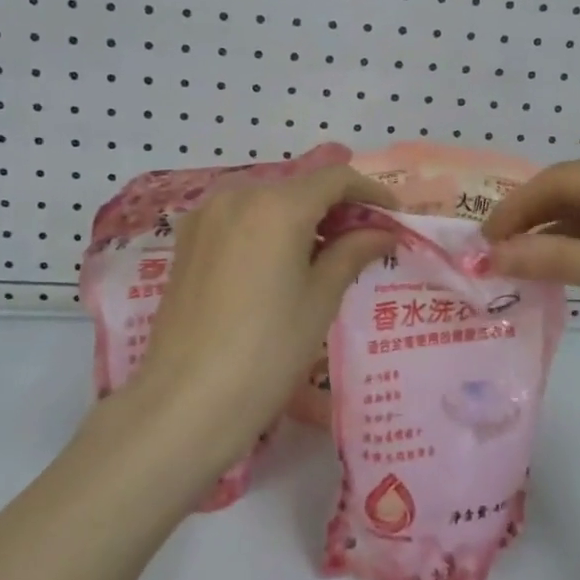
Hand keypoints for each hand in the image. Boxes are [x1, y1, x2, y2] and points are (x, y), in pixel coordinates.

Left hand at [128, 165, 395, 463]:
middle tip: (364, 240)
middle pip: (300, 186)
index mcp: (276, 205)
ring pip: (268, 200)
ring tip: (325, 254)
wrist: (187, 401)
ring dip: (302, 217)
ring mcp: (206, 215)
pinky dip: (268, 227)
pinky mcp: (187, 239)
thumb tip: (382, 231)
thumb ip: (353, 252)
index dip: (371, 192)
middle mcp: (237, 195)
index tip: (393, 217)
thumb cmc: (268, 351)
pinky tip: (281, 261)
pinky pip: (240, 217)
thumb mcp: (320, 299)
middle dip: (337, 206)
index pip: (335, 179)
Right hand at [482, 149, 579, 362]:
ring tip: (518, 264)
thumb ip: (556, 258)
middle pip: (577, 194)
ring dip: (557, 238)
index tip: (482, 238)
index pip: (562, 179)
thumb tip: (493, 257)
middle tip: (494, 253)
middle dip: (535, 222)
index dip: (518, 207)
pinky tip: (560, 268)